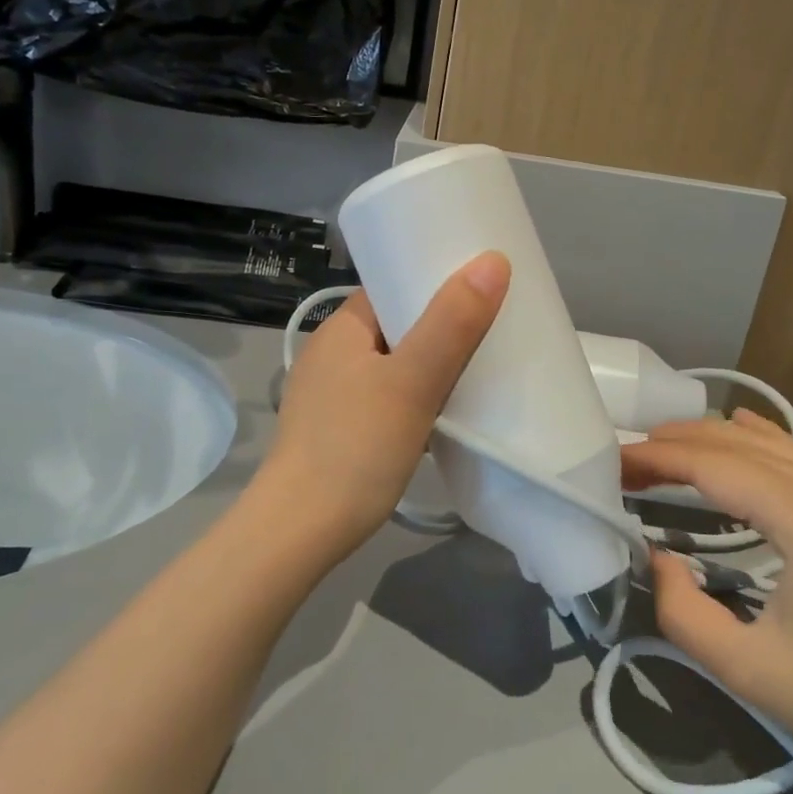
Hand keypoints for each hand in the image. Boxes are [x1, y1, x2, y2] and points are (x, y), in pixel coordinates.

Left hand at [261, 253, 509, 565]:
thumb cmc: (355, 448)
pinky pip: (389, 396)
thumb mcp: (413, 381)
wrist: (299, 533)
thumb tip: (492, 260)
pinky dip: (418, 396)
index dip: (436, 281)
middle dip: (443, 326)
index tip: (482, 287)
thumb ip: (452, 323)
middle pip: (399, 324)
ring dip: (433, 365)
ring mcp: (333, 394)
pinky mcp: (340, 429)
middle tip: (493, 329)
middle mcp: (333, 353)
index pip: (393, 286)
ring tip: (480, 368)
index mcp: (342, 328)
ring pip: (396, 363)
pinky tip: (446, 412)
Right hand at [624, 411, 792, 793]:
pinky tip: (740, 427)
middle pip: (738, 443)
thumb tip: (656, 559)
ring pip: (770, 444)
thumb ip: (682, 612)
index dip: (657, 460)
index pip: (714, 466)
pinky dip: (757, 440)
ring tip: (663, 445)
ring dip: (713, 439)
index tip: (612, 463)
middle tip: (626, 458)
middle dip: (677, 442)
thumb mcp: (749, 670)